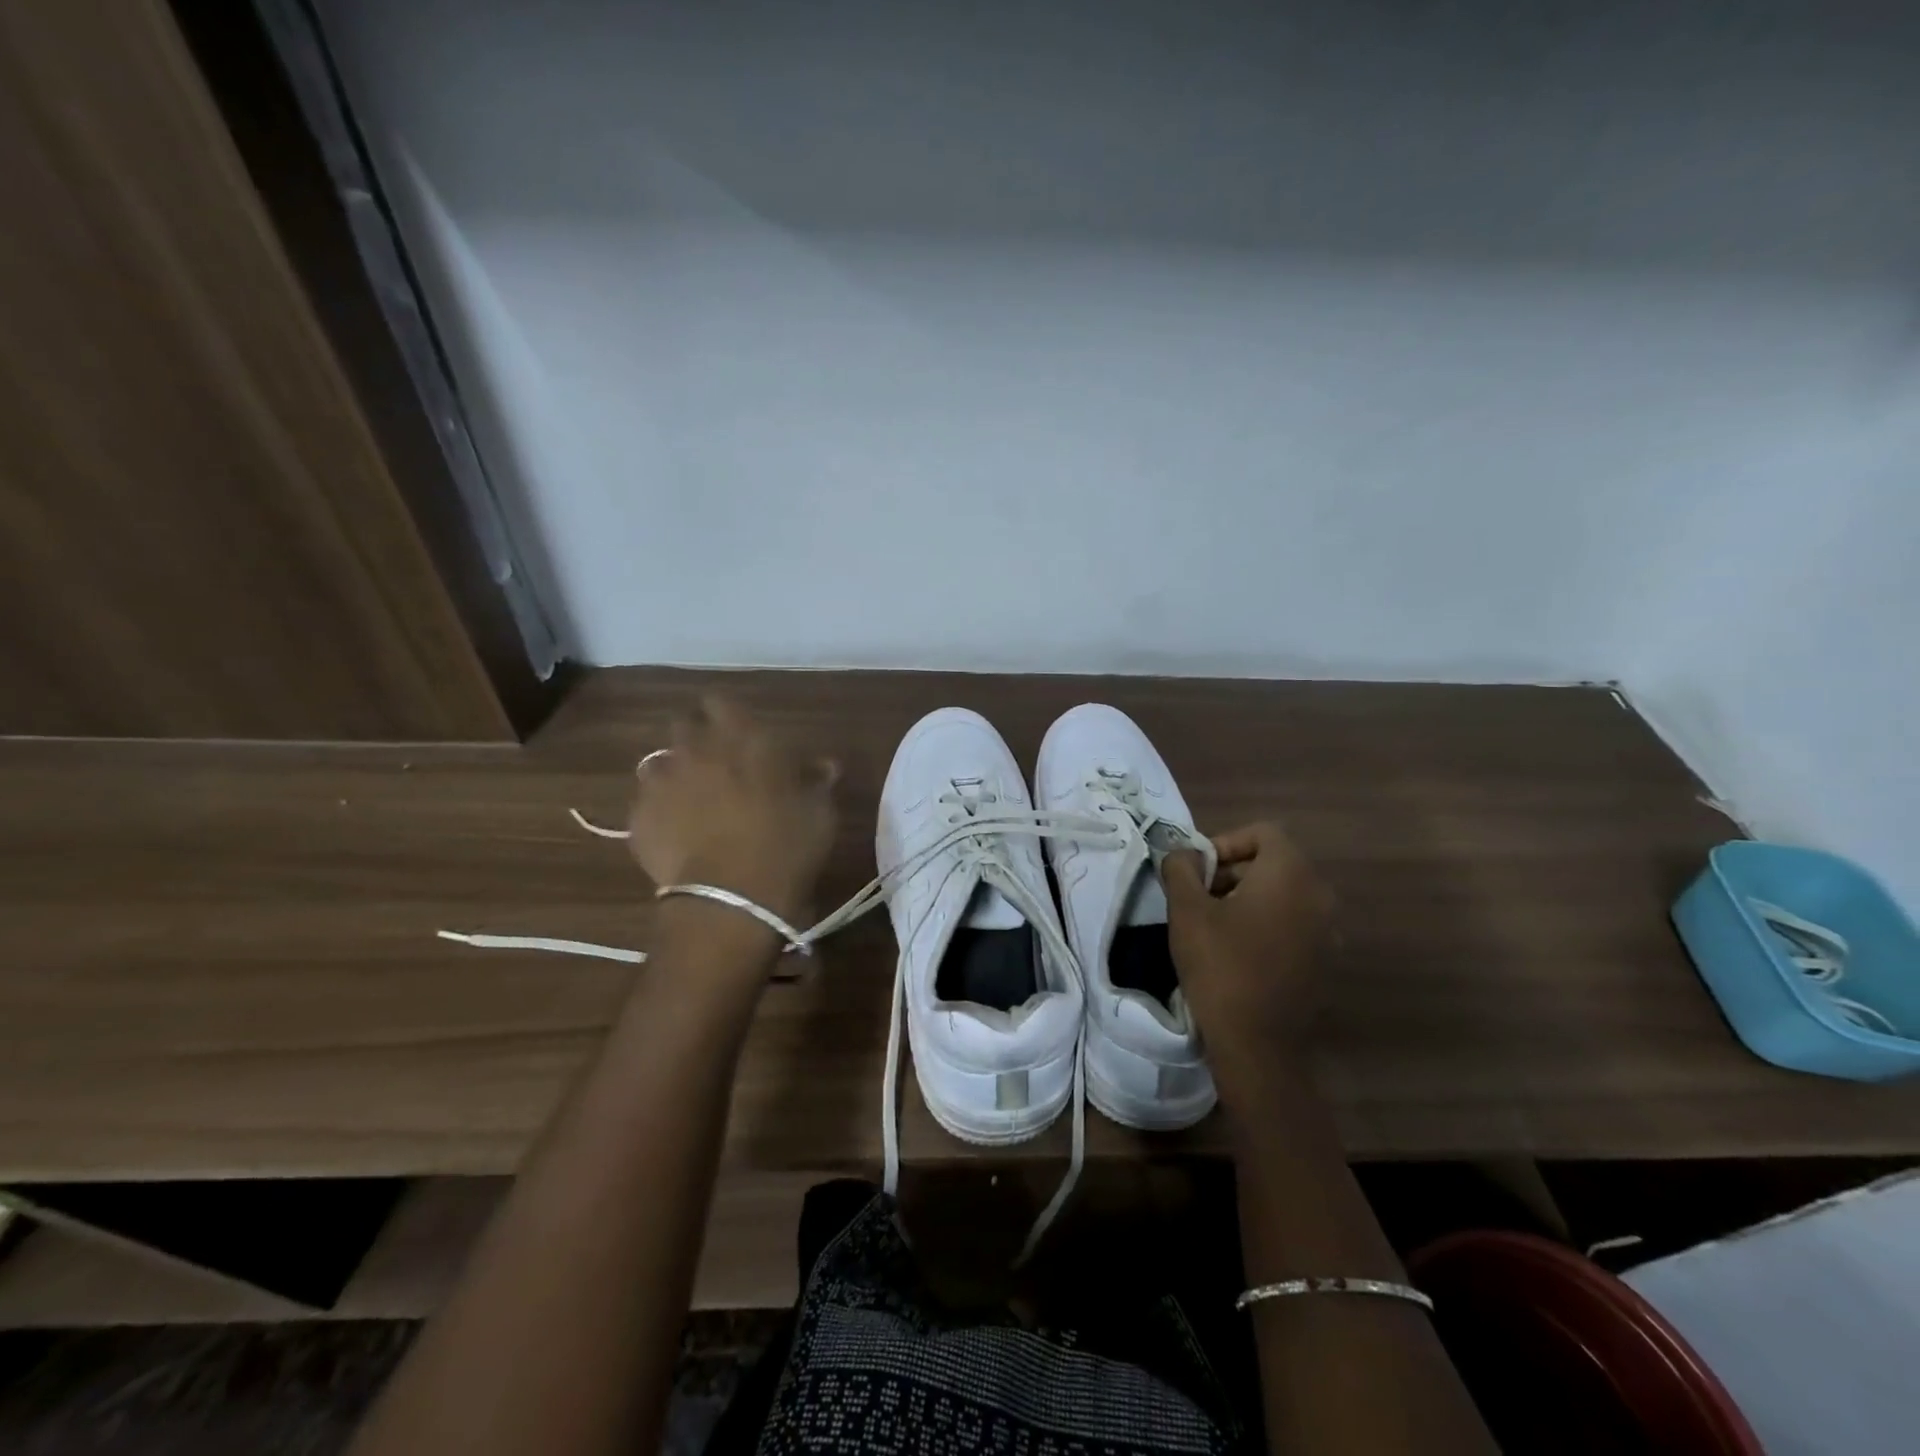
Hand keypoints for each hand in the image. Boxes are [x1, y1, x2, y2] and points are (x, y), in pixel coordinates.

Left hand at [627, 697, 837, 927]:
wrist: (730, 900)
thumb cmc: (785, 848)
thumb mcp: (818, 814)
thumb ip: (816, 782)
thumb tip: (824, 766)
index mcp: (742, 739)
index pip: (721, 703)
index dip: (726, 715)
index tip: (738, 732)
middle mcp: (696, 749)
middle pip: (684, 724)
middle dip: (696, 737)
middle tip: (716, 763)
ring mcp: (662, 782)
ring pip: (659, 762)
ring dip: (674, 772)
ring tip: (690, 798)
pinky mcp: (638, 817)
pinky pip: (646, 801)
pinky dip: (659, 809)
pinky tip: (675, 830)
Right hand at [1162, 822, 1333, 1088]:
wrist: (1258, 1045)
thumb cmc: (1220, 966)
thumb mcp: (1186, 909)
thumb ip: (1182, 867)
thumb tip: (1186, 854)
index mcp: (1291, 874)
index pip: (1262, 832)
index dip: (1225, 843)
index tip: (1198, 872)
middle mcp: (1320, 895)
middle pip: (1274, 863)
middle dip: (1232, 872)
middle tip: (1198, 898)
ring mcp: (1330, 931)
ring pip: (1284, 895)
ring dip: (1248, 899)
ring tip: (1214, 927)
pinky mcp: (1326, 962)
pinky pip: (1294, 925)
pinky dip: (1267, 925)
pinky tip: (1238, 954)